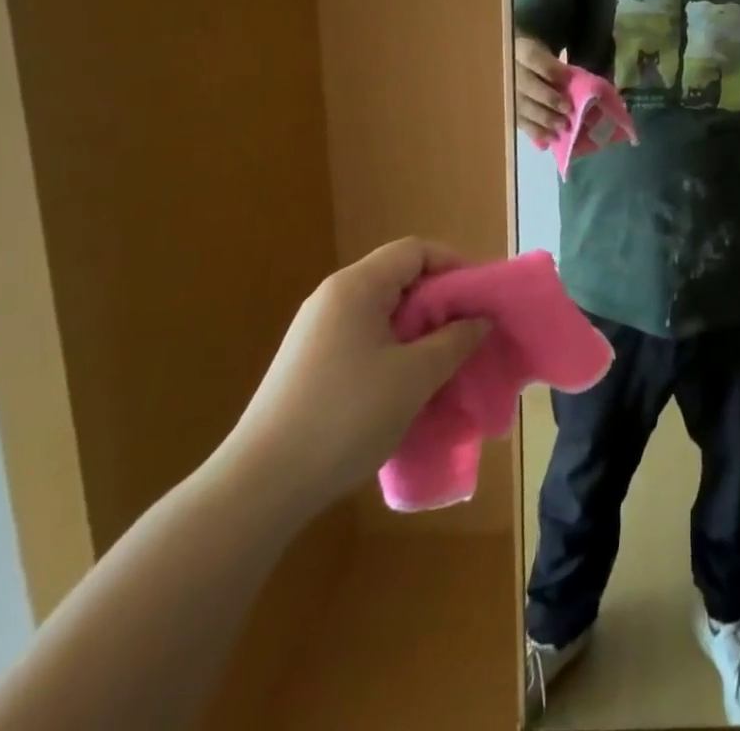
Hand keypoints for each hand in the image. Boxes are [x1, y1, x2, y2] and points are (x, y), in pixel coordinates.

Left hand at [220, 238, 486, 518]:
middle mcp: (332, 298)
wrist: (258, 489)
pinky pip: (364, 338)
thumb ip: (455, 340)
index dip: (454, 266)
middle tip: (469, 333)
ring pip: (383, 312)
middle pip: (399, 278)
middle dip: (440, 302)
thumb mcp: (415, 377)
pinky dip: (394, 350)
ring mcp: (316, 332)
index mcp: (356, 286)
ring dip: (419, 330)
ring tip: (443, 363)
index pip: (416, 250)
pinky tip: (405, 387)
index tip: (480, 299)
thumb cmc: (345, 418)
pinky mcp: (308, 364)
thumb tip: (480, 320)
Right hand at [515, 36, 569, 145]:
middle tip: (567, 109)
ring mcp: (503, 91)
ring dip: (542, 118)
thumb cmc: (539, 59)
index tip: (567, 78)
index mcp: (519, 50)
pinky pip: (517, 121)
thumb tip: (575, 86)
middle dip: (548, 98)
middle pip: (526, 85)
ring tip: (561, 127)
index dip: (550, 69)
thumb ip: (557, 67)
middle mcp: (508, 70)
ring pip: (520, 106)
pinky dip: (534, 131)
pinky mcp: (505, 110)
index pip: (533, 57)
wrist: (517, 65)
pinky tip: (548, 139)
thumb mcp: (547, 54)